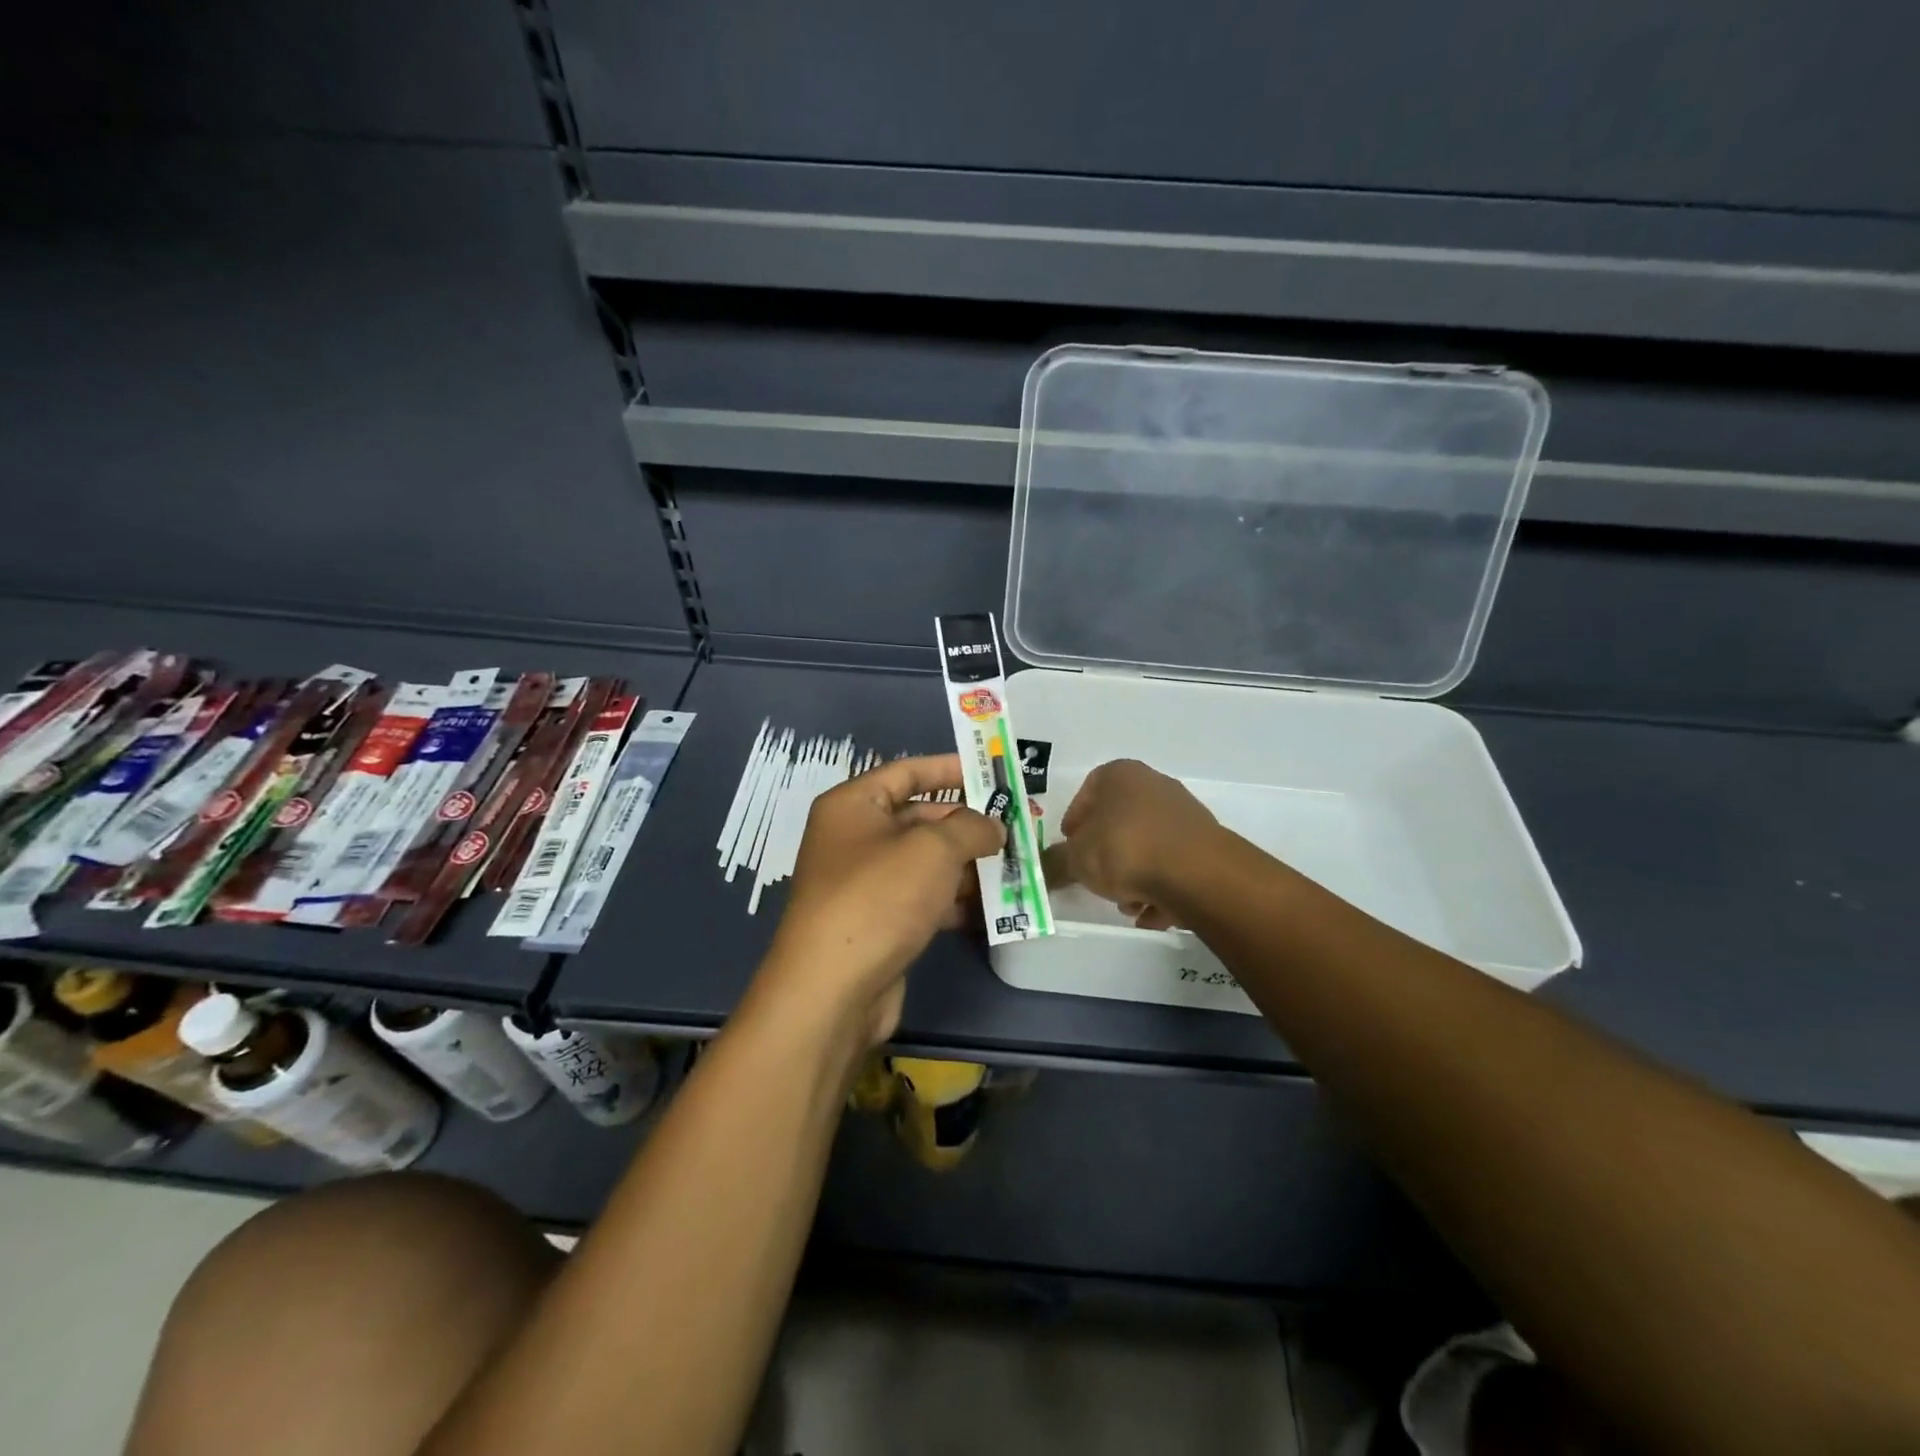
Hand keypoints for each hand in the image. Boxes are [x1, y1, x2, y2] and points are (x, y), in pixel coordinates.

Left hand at [755, 754, 1003, 1048]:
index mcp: (853, 805)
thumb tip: (992, 827)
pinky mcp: (878, 923)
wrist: (832, 989)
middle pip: (919, 818)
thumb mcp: (933, 849)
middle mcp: (854, 838)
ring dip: (967, 865)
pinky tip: (992, 908)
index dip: (949, 768)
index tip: (991, 773)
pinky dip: (954, 900)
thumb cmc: (879, 897)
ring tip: (1014, 865)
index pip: (906, 772)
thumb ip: (971, 827)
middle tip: (1014, 826)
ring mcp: (865, 883)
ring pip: (925, 862)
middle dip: (967, 824)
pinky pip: (922, 899)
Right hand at [1042, 759, 1219, 929]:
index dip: (1075, 821)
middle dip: (1105, 854)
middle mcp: (1154, 785)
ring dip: (1133, 876)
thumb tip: (1041, 869)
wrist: (1197, 874)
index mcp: (1120, 774)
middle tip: (1096, 879)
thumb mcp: (1076, 859)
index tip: (1070, 849)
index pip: (1088, 791)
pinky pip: (1172, 865)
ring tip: (1127, 903)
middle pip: (1119, 821)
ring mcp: (1184, 813)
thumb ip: (1055, 863)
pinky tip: (1152, 912)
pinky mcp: (1205, 844)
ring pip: (1146, 845)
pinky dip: (1160, 887)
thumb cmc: (1125, 850)